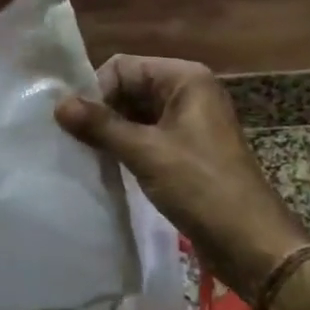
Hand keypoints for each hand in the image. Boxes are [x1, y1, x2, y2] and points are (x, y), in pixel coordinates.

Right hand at [55, 55, 309, 296]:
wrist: (250, 242)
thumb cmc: (201, 187)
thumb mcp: (146, 152)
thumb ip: (101, 126)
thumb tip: (58, 104)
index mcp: (185, 78)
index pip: (124, 67)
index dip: (97, 91)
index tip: (75, 124)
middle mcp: (188, 91)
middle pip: (129, 88)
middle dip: (102, 112)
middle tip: (75, 142)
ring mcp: (189, 121)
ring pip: (136, 114)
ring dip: (112, 132)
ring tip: (86, 155)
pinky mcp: (186, 150)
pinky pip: (147, 136)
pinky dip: (126, 147)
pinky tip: (107, 166)